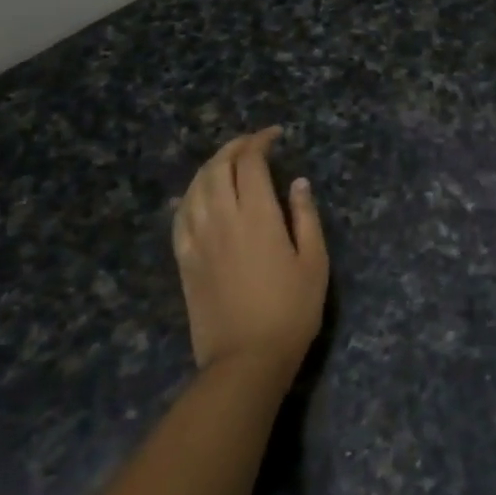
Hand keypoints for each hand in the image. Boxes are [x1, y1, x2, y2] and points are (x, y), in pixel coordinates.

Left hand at [172, 127, 327, 381]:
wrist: (246, 359)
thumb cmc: (291, 310)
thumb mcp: (315, 262)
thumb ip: (305, 217)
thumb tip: (297, 183)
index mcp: (257, 216)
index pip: (250, 163)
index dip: (260, 142)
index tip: (274, 135)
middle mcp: (222, 219)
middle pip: (218, 168)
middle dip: (234, 147)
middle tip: (253, 142)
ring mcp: (198, 240)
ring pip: (195, 188)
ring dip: (210, 166)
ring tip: (227, 161)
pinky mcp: (184, 260)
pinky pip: (180, 216)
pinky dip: (191, 195)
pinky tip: (199, 195)